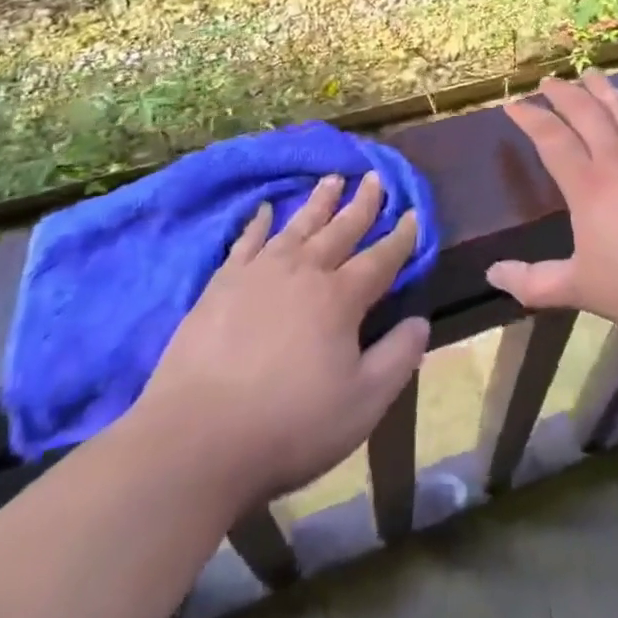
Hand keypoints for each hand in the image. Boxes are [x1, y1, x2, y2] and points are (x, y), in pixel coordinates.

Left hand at [121, 172, 428, 508]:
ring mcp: (259, 274)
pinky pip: (247, 242)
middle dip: (363, 204)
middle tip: (375, 177)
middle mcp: (304, 272)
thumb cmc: (289, 425)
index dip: (401, 237)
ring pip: (298, 226)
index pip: (381, 258)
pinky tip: (265, 209)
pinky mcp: (221, 285)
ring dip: (319, 201)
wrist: (195, 440)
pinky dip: (259, 223)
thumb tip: (421, 321)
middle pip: (341, 229)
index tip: (414, 213)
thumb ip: (397, 358)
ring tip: (333, 178)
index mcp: (340, 298)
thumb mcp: (362, 403)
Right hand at [487, 72, 617, 344]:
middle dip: (563, 93)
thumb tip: (492, 275)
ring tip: (588, 73)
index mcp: (588, 186)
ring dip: (602, 88)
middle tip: (548, 81)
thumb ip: (534, 283)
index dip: (529, 117)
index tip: (513, 104)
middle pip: (585, 112)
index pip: (551, 139)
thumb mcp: (580, 289)